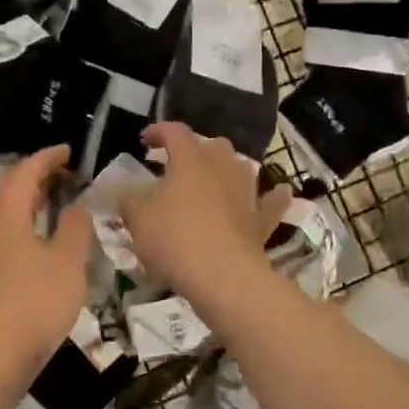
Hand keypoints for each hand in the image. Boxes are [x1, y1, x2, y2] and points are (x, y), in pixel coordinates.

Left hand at [0, 144, 93, 388]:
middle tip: (61, 172)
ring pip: (1, 211)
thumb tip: (77, 207)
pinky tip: (38, 238)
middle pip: (6, 187)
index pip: (25, 172)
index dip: (46, 157)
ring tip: (53, 200)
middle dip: (32, 173)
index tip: (68, 150)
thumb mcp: (68, 264)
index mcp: (8, 217)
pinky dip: (21, 221)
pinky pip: (2, 232)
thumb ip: (75, 230)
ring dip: (25, 198)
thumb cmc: (35, 304)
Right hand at [120, 122, 290, 302]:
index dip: (158, 131)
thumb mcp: (137, 219)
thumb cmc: (175, 240)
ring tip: (214, 179)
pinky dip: (272, 196)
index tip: (144, 139)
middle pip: (213, 146)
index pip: (175, 132)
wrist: (223, 277)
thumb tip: (129, 195)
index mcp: (190, 161)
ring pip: (241, 168)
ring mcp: (247, 193)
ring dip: (227, 169)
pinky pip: (271, 201)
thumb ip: (130, 201)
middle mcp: (222, 168)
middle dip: (195, 150)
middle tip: (177, 165)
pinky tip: (279, 191)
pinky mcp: (261, 221)